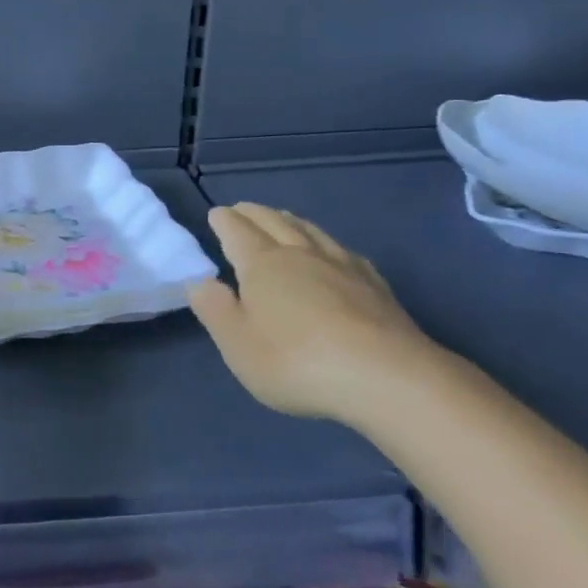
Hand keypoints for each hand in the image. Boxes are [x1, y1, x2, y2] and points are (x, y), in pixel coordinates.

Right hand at [189, 202, 440, 421]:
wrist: (387, 378)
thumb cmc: (297, 362)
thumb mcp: (238, 344)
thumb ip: (214, 309)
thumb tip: (200, 281)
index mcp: (262, 264)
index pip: (236, 231)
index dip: (224, 221)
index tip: (216, 214)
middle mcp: (300, 254)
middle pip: (273, 222)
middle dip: (253, 213)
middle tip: (241, 209)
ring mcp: (342, 266)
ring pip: (310, 231)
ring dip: (290, 220)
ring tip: (282, 217)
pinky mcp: (375, 286)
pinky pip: (343, 251)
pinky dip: (327, 243)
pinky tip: (334, 252)